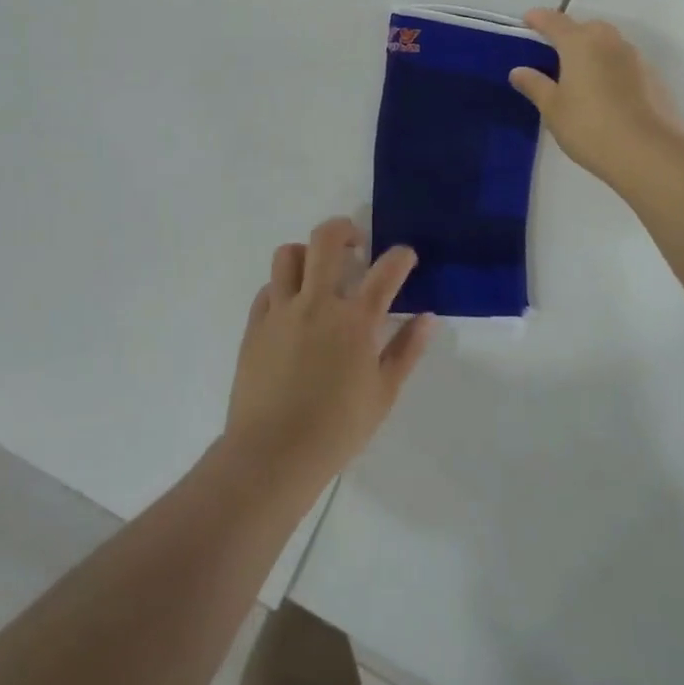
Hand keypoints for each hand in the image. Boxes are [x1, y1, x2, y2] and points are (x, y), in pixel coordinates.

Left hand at [226, 217, 433, 491]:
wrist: (272, 455)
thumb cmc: (336, 429)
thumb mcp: (383, 394)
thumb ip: (406, 350)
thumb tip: (428, 317)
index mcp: (354, 321)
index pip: (385, 270)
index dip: (400, 256)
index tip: (405, 256)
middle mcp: (317, 303)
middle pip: (326, 240)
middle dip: (345, 229)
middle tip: (355, 244)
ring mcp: (281, 310)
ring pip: (288, 254)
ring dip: (307, 253)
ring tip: (317, 270)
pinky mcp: (255, 324)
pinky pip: (268, 288)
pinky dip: (282, 286)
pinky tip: (292, 306)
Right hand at [509, 8, 683, 184]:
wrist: (648, 154)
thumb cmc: (589, 127)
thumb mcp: (552, 109)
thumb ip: (535, 85)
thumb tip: (518, 71)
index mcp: (580, 43)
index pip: (554, 21)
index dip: (538, 18)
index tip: (527, 20)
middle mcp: (610, 42)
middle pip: (587, 27)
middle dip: (570, 33)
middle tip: (555, 52)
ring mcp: (636, 59)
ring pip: (609, 44)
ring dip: (594, 51)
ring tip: (581, 76)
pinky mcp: (654, 79)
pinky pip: (626, 64)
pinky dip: (612, 69)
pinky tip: (606, 94)